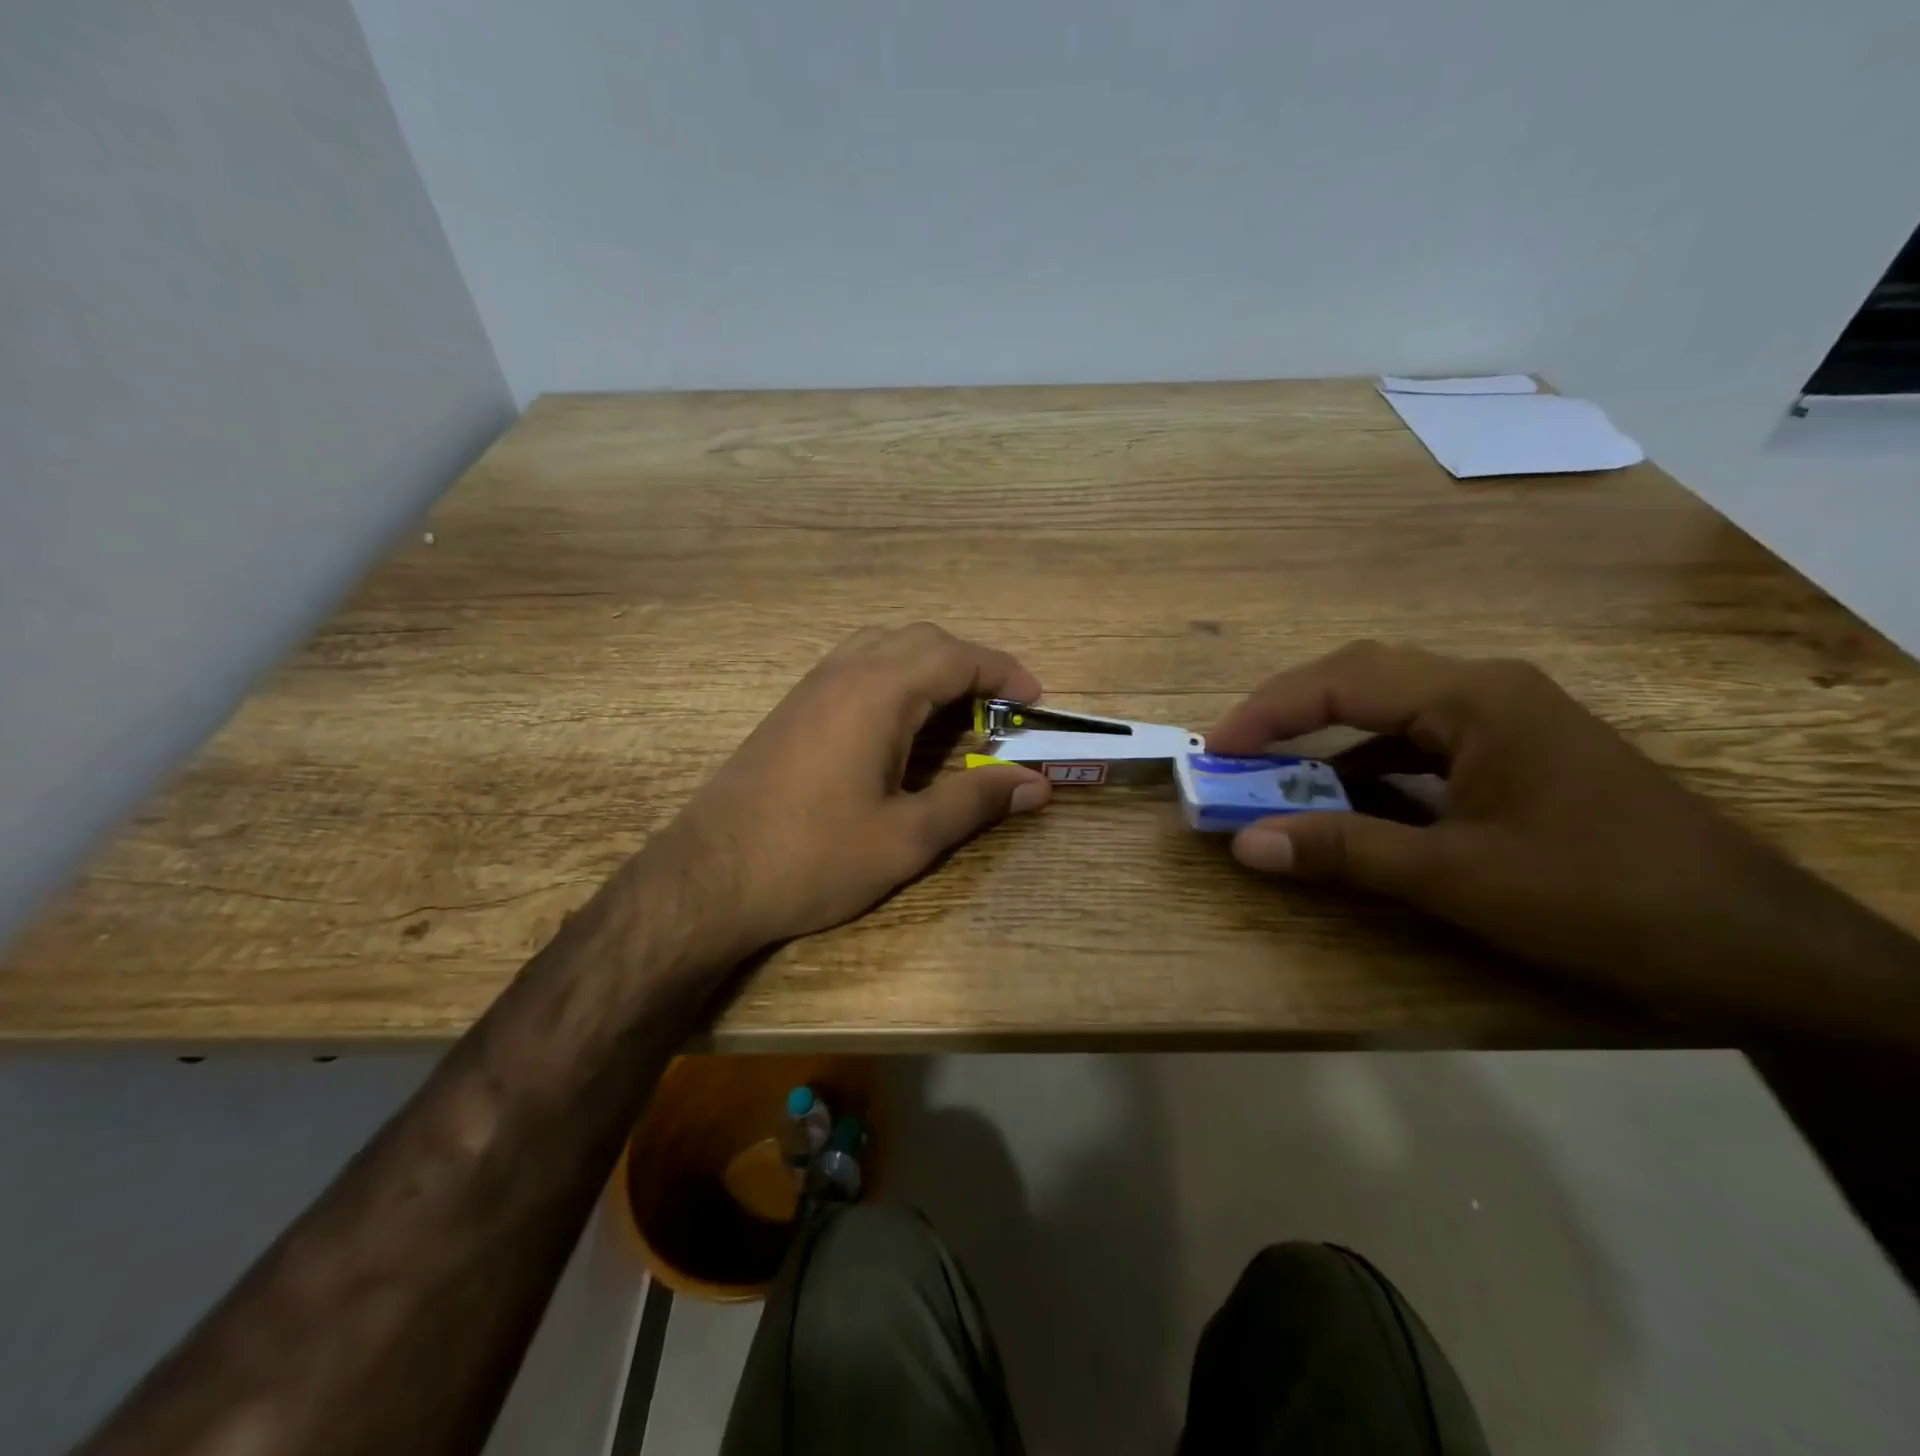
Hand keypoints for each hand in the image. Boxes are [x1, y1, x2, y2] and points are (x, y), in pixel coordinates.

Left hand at [653, 623, 1050, 961]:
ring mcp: (811, 686)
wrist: (707, 879)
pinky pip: (856, 666)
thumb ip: (974, 801)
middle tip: (1001, 709)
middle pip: (921, 640)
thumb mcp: (907, 837)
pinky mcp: (792, 708)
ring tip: (957, 711)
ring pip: (884, 646)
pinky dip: (895, 676)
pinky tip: (900, 724)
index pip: (956, 657)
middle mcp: (844, 672)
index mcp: (878, 692)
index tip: (1036, 700)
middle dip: (970, 665)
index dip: (1004, 673)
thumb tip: (1037, 783)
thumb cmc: (813, 858)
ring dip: (930, 666)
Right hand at [1208, 641, 1919, 1030]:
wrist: (1761, 949)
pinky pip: (1420, 745)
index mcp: (1474, 698)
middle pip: (1362, 678)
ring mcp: (1508, 721)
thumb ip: (1344, 852)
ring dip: (1326, 740)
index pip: (1342, 681)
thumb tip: (1244, 844)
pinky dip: (1368, 767)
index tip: (1213, 749)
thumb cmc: (1603, 900)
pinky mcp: (1518, 755)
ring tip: (1271, 774)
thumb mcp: (1458, 878)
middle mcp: (1487, 690)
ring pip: (1390, 711)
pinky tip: (1344, 800)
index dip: (1266, 712)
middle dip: (1289, 713)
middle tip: (1233, 753)